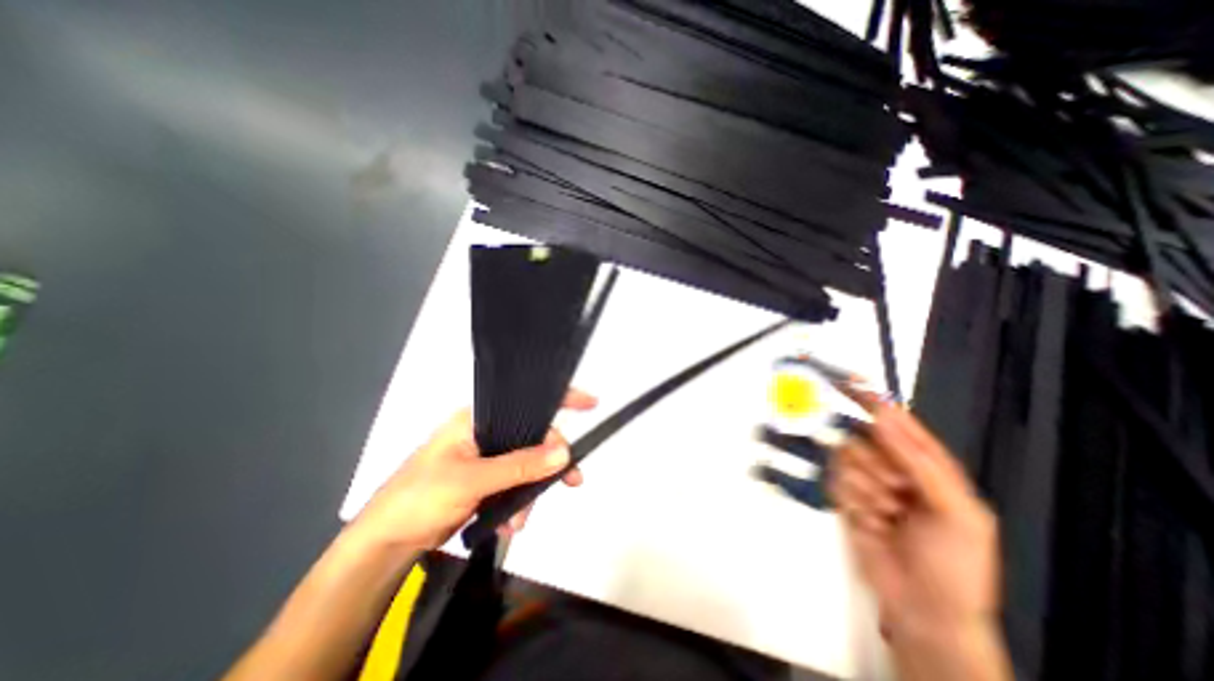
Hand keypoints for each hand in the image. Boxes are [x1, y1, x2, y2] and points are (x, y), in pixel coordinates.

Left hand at [352, 388, 596, 551]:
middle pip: (532, 439)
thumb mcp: (471, 480)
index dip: (558, 400)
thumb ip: (519, 466)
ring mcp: (485, 459)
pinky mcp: (485, 482)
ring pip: (526, 466)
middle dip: (548, 464)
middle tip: (571, 480)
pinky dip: (517, 504)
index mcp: (477, 420)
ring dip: (530, 492)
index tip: (590, 404)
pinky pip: (515, 485)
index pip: (524, 402)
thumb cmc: (419, 498)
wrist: (385, 545)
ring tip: (520, 519)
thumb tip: (563, 453)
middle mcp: (484, 434)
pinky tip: (509, 524)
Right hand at [831, 397, 1001, 640]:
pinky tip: (872, 521)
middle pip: (863, 439)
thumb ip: (918, 461)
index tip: (849, 381)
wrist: (924, 608)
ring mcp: (866, 481)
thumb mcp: (956, 511)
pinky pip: (836, 480)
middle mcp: (893, 467)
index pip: (897, 422)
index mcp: (928, 466)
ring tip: (888, 514)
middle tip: (898, 493)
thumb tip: (881, 418)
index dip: (874, 401)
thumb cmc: (955, 564)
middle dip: (877, 466)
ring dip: (867, 489)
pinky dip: (853, 500)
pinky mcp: (845, 496)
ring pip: (846, 459)